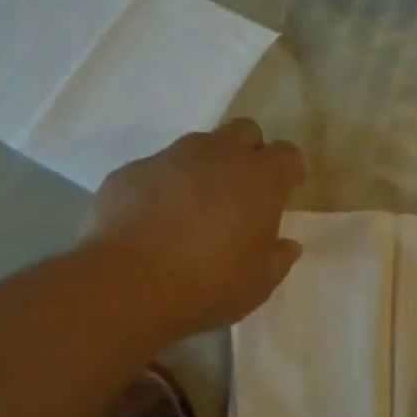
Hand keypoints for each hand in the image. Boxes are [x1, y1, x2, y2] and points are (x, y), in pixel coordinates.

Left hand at [82, 119, 305, 338]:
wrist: (127, 285)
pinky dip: (162, 188)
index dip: (289, 172)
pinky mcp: (130, 171)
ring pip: (197, 146)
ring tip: (195, 209)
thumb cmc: (208, 285)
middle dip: (249, 154)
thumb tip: (287, 245)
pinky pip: (155, 170)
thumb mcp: (258, 285)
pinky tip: (153, 223)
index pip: (287, 154)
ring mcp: (169, 158)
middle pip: (244, 131)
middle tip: (242, 193)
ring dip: (204, 168)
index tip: (285, 194)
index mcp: (258, 179)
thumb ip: (278, 259)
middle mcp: (216, 155)